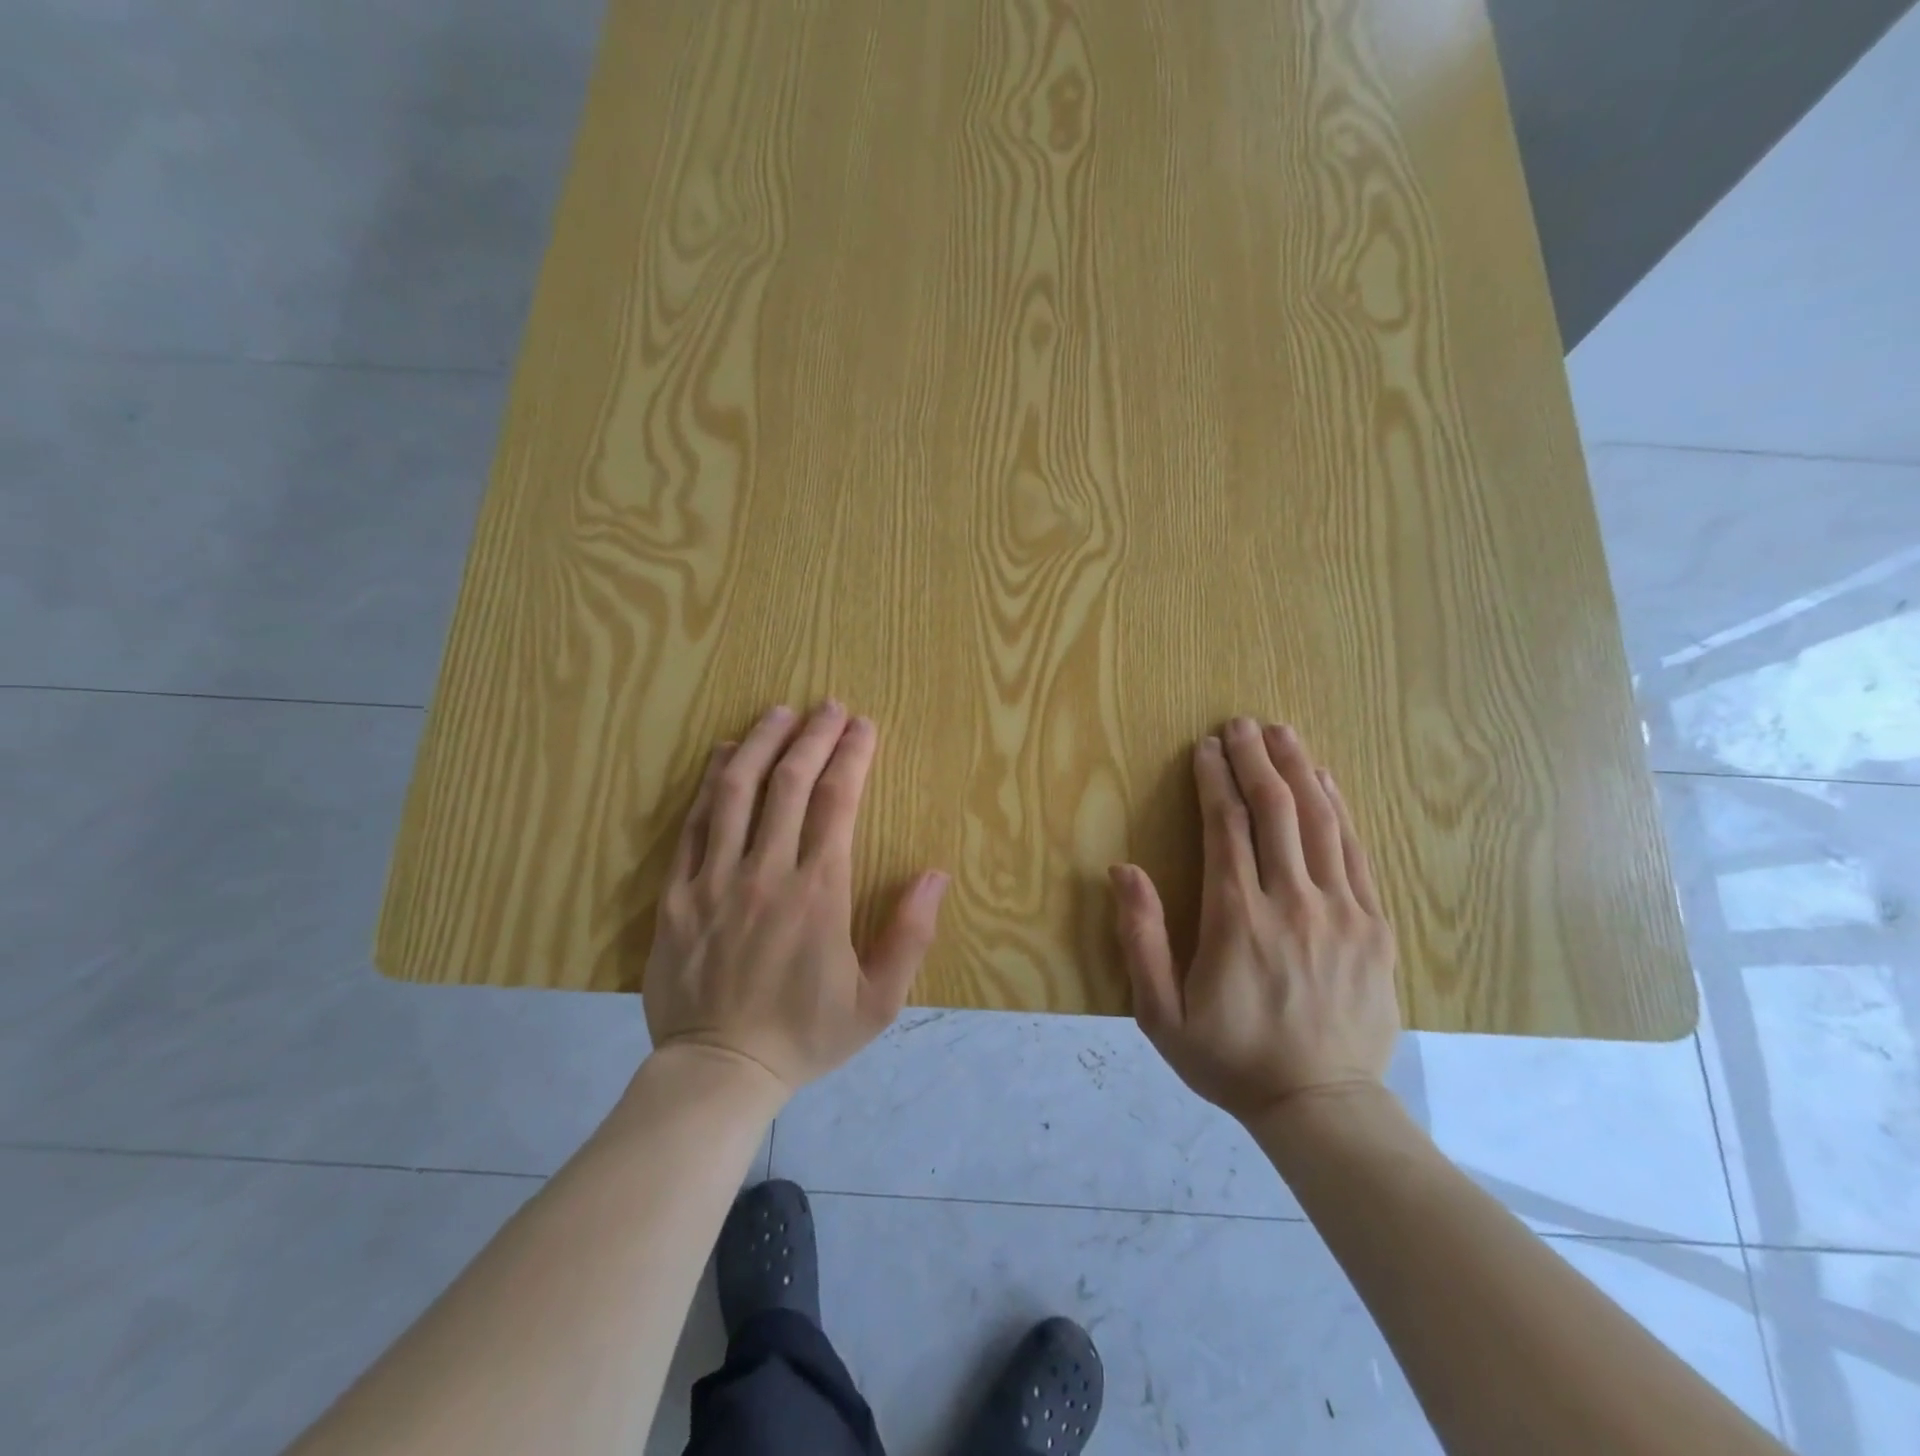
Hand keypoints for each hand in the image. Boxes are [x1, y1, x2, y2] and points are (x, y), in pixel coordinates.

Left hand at [643, 701, 949, 1098]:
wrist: (719, 1073)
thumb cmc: (806, 1035)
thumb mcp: (878, 1001)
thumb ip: (910, 935)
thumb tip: (936, 874)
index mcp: (819, 892)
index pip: (838, 802)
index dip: (851, 755)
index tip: (862, 725)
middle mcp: (767, 872)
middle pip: (790, 783)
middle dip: (813, 736)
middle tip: (827, 705)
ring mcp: (716, 879)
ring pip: (736, 791)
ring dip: (761, 744)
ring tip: (778, 712)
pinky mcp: (678, 893)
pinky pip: (692, 824)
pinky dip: (710, 783)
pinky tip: (724, 755)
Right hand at [1110, 717, 1399, 1123]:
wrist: (1322, 1106)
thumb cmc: (1230, 1057)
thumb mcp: (1160, 1012)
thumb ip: (1140, 937)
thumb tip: (1122, 869)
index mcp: (1237, 917)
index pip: (1227, 826)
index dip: (1215, 779)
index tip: (1206, 746)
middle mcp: (1292, 902)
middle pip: (1276, 810)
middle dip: (1254, 759)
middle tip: (1241, 723)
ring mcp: (1342, 911)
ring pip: (1321, 821)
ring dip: (1299, 770)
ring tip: (1282, 734)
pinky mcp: (1375, 926)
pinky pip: (1357, 852)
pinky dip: (1340, 809)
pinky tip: (1327, 782)